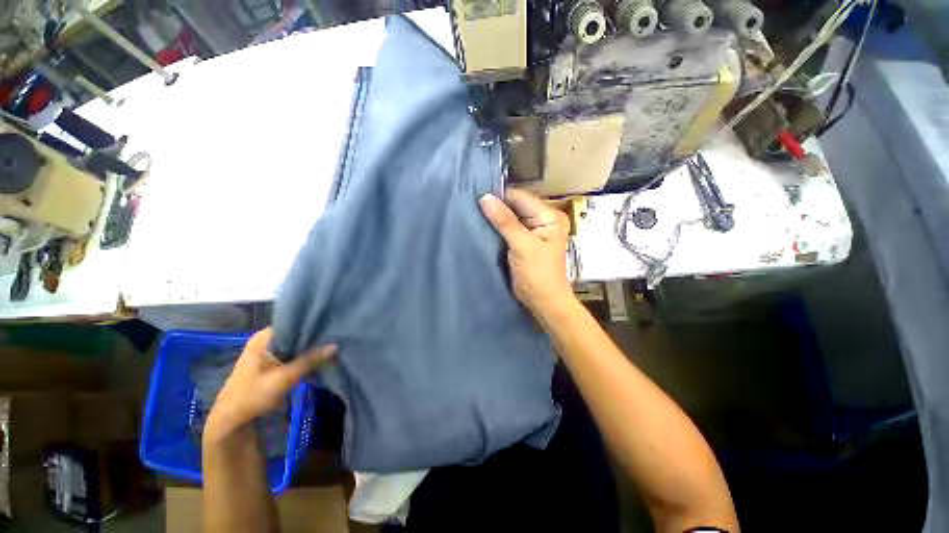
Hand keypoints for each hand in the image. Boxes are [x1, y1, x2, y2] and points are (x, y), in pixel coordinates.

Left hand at [204, 328, 335, 441]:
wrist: (231, 421)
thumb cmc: (252, 396)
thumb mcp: (283, 378)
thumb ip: (309, 361)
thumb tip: (336, 346)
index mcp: (264, 337)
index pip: (294, 323)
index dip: (313, 325)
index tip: (333, 327)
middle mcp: (266, 340)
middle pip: (297, 334)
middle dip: (314, 338)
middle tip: (336, 337)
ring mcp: (269, 352)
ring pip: (296, 345)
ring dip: (311, 348)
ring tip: (333, 345)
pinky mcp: (273, 363)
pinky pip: (294, 354)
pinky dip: (305, 357)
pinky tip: (321, 357)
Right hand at [479, 187, 575, 322]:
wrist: (543, 301)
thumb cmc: (538, 274)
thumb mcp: (522, 246)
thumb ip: (504, 221)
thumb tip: (485, 197)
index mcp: (549, 215)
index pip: (520, 198)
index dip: (499, 196)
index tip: (476, 197)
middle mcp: (543, 219)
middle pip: (515, 206)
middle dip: (496, 206)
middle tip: (472, 206)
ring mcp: (533, 230)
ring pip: (510, 217)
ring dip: (495, 217)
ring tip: (473, 214)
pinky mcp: (524, 241)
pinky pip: (508, 229)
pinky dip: (497, 228)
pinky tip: (482, 226)